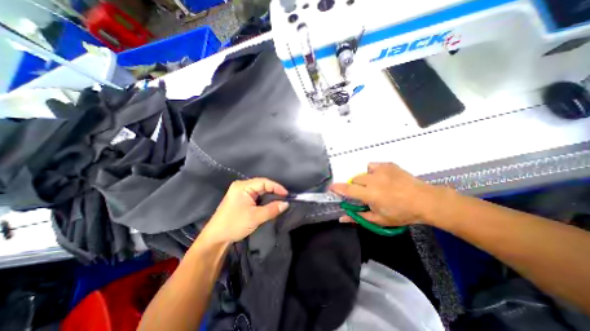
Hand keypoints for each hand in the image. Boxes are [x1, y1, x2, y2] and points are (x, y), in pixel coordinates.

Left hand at [200, 178, 288, 244]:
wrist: (215, 238)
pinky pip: (255, 195)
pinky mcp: (239, 198)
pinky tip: (269, 203)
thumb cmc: (234, 224)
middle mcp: (241, 186)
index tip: (287, 195)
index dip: (277, 187)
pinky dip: (263, 199)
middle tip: (284, 197)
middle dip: (273, 191)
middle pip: (261, 185)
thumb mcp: (256, 217)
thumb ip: (272, 209)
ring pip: (258, 190)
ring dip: (268, 195)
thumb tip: (286, 204)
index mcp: (242, 186)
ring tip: (279, 200)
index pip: (264, 182)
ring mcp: (239, 192)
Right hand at [330, 162, 444, 227]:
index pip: (347, 189)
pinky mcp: (388, 164)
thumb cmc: (402, 213)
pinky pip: (372, 165)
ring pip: (362, 172)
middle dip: (354, 186)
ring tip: (372, 186)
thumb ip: (358, 218)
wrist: (425, 201)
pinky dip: (371, 171)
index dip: (337, 188)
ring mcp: (381, 170)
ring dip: (363, 180)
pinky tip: (378, 177)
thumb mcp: (379, 220)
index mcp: (370, 194)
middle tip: (362, 193)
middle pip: (354, 179)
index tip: (331, 188)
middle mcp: (373, 180)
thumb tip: (341, 218)